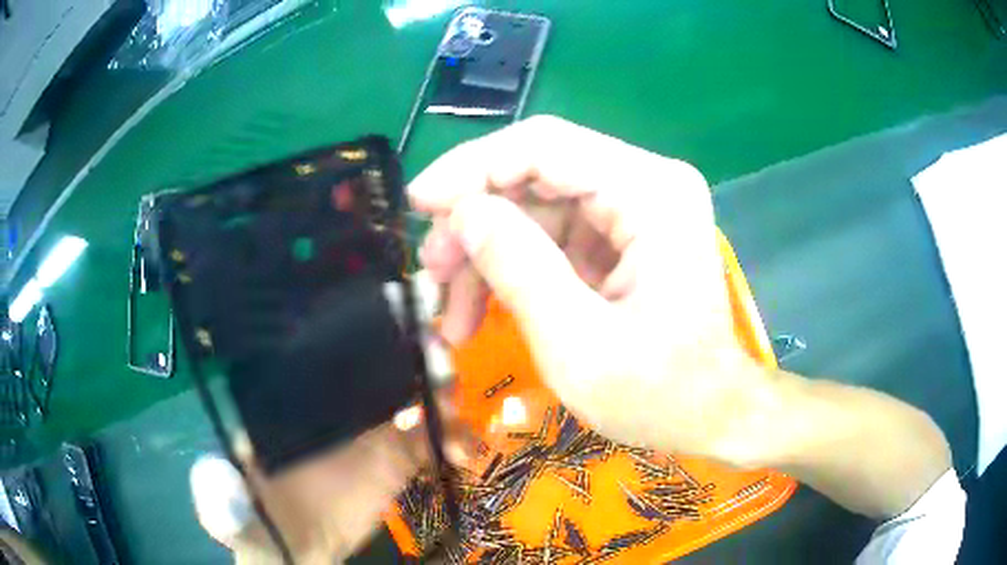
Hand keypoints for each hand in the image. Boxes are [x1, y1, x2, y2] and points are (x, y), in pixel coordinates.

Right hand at [411, 116, 771, 458]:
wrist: (710, 415)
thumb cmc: (659, 394)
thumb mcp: (579, 345)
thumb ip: (519, 268)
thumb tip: (462, 213)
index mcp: (651, 193)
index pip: (543, 146)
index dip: (471, 169)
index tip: (418, 205)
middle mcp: (648, 183)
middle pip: (537, 173)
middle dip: (476, 221)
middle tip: (433, 271)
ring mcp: (639, 206)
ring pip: (538, 206)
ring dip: (489, 253)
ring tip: (453, 311)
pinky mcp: (626, 233)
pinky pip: (555, 233)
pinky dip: (516, 268)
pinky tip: (485, 310)